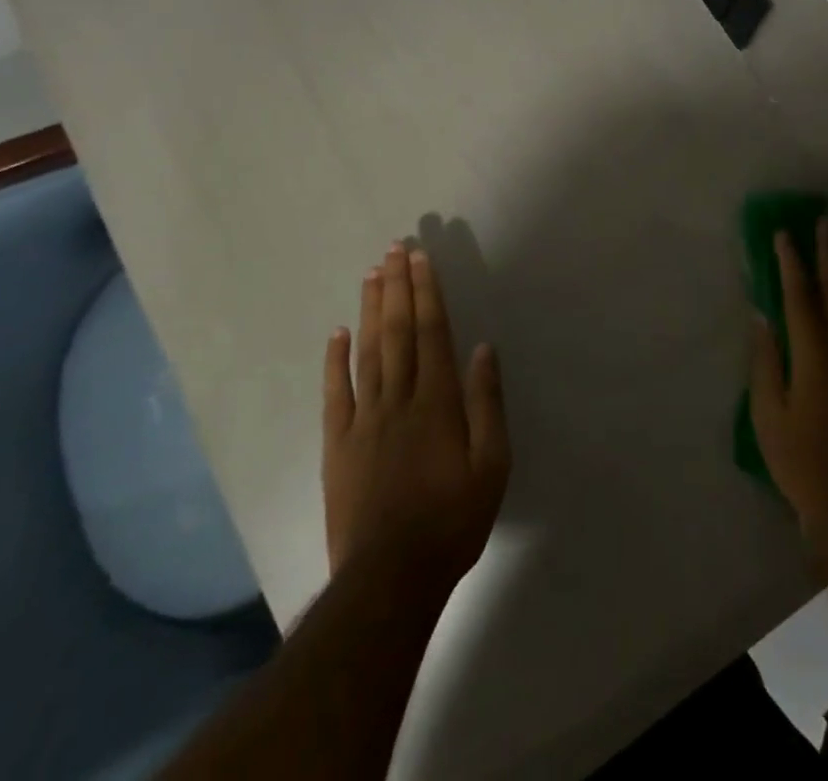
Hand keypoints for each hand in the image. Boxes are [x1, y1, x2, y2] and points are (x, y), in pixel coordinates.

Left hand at [322, 242, 509, 600]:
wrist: (389, 578)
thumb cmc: (452, 520)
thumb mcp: (492, 465)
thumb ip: (487, 403)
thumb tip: (484, 348)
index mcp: (438, 401)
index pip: (432, 332)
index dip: (426, 292)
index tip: (420, 258)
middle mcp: (399, 399)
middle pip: (397, 331)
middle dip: (397, 287)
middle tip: (394, 249)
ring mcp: (364, 420)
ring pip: (367, 351)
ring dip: (370, 309)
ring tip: (371, 274)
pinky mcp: (338, 444)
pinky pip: (335, 393)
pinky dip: (335, 359)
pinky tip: (336, 332)